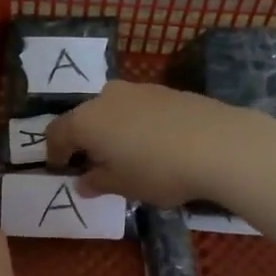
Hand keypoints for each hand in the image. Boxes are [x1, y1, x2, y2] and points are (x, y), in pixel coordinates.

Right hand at [46, 82, 275, 243]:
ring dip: (110, 130)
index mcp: (86, 120)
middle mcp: (106, 97)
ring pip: (112, 110)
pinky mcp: (166, 91)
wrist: (220, 144)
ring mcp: (138, 89)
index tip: (61, 169)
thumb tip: (83, 181)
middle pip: (84, 117)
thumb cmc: (159, 170)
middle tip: (92, 163)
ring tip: (125, 154)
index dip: (55, 153)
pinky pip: (138, 108)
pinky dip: (135, 124)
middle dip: (83, 139)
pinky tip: (153, 144)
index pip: (56, 133)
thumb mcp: (123, 186)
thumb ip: (97, 182)